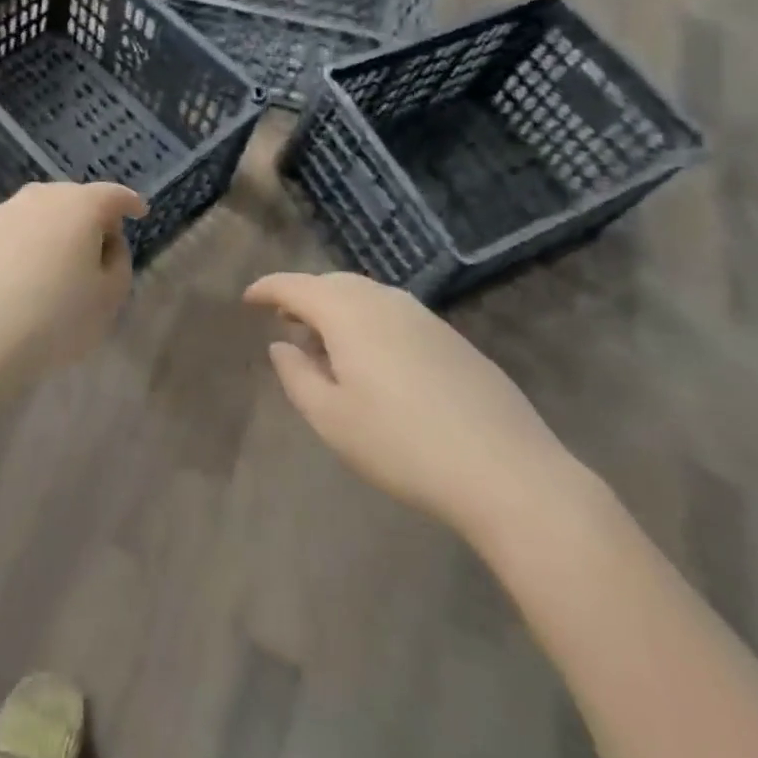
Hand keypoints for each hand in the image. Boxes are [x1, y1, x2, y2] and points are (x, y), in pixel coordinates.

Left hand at [0, 182, 147, 390]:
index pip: (112, 195)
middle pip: (71, 199)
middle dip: (88, 216)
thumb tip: (106, 243)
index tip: (138, 212)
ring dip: (49, 232)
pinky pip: (4, 236)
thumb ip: (118, 263)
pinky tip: (13, 282)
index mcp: (78, 207)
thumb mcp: (109, 299)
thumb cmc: (54, 319)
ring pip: (34, 215)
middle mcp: (37, 199)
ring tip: (52, 267)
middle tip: (95, 246)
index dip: (129, 203)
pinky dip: (16, 250)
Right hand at [246, 272, 577, 541]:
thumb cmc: (403, 446)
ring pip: (366, 296)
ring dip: (338, 309)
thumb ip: (296, 376)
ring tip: (326, 344)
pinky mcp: (452, 338)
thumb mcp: (332, 419)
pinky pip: (395, 313)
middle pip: (331, 283)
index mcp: (348, 313)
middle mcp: (384, 300)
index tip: (247, 299)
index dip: (266, 289)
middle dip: (303, 297)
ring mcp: (424, 316)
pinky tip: (375, 361)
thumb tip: (281, 346)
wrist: (510, 473)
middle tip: (284, 322)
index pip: (295, 285)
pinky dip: (370, 322)